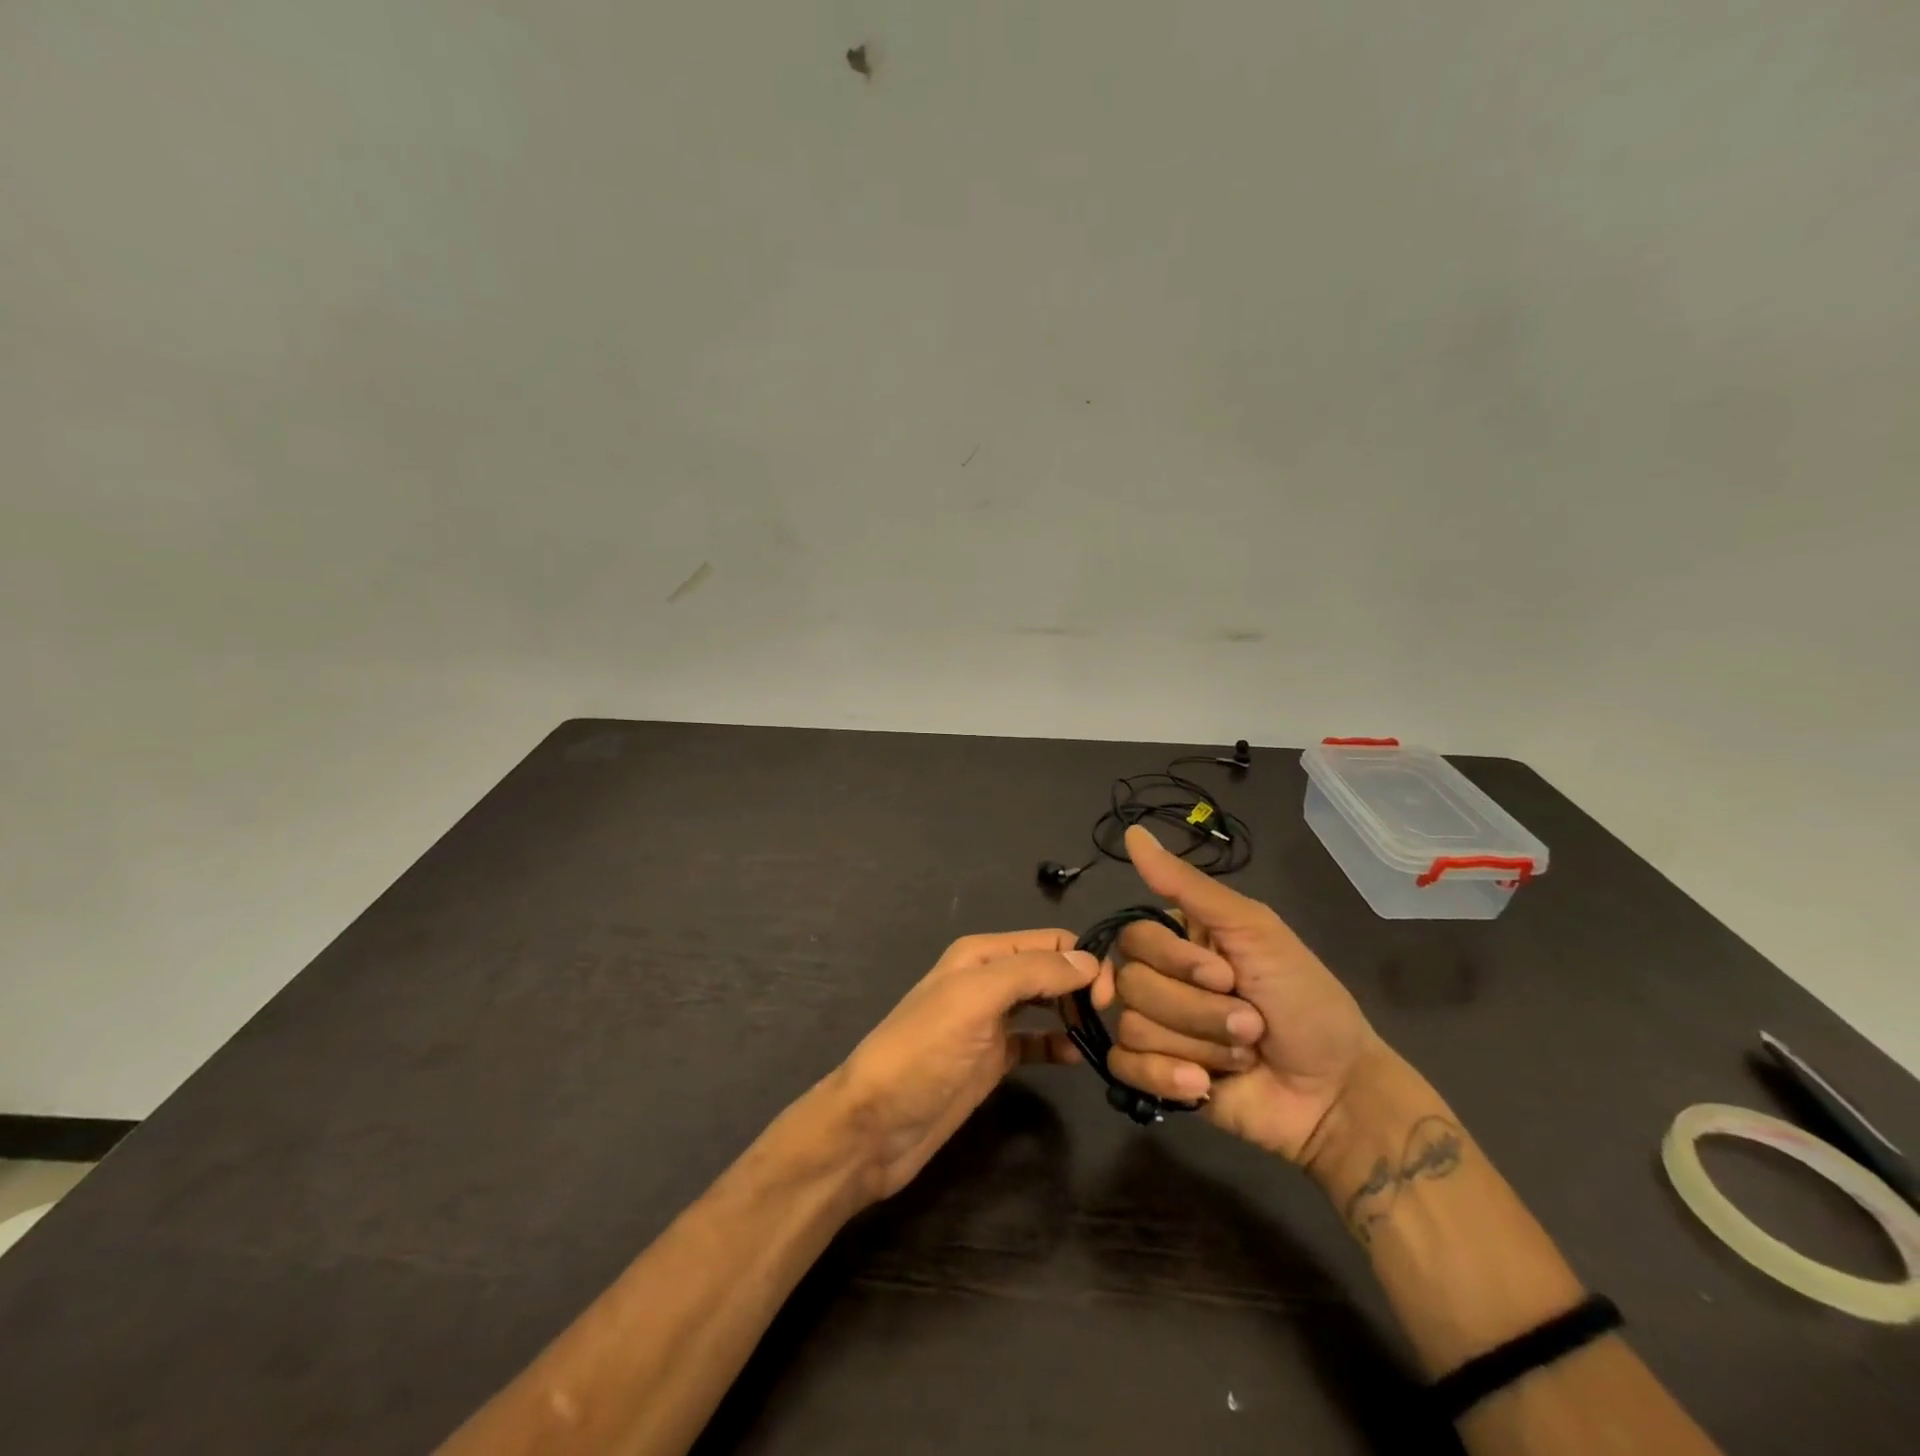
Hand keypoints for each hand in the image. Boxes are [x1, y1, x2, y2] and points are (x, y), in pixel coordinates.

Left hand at [835, 929, 1096, 1200]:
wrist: (875, 1126)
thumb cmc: (923, 1052)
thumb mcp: (975, 999)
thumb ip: (1031, 973)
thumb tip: (1089, 962)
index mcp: (982, 955)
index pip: (1050, 942)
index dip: (1084, 961)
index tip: (1110, 997)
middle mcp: (988, 981)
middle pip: (1051, 970)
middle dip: (1085, 986)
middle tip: (1114, 1019)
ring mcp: (991, 1022)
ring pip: (1047, 1005)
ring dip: (1075, 1013)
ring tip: (1106, 1035)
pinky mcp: (993, 1060)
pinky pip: (1036, 1042)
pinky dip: (1059, 1044)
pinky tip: (1077, 1057)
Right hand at [1093, 825, 1385, 1163]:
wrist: (1336, 1091)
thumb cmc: (1304, 1000)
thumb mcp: (1254, 930)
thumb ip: (1188, 886)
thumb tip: (1132, 833)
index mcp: (1181, 941)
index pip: (1134, 938)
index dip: (1174, 961)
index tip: (1224, 975)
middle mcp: (1163, 980)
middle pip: (1132, 985)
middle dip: (1197, 1010)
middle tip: (1250, 1022)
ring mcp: (1159, 1030)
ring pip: (1133, 1027)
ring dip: (1198, 1044)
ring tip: (1242, 1054)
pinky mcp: (1157, 1077)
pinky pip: (1124, 1068)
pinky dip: (1164, 1077)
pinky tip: (1202, 1085)